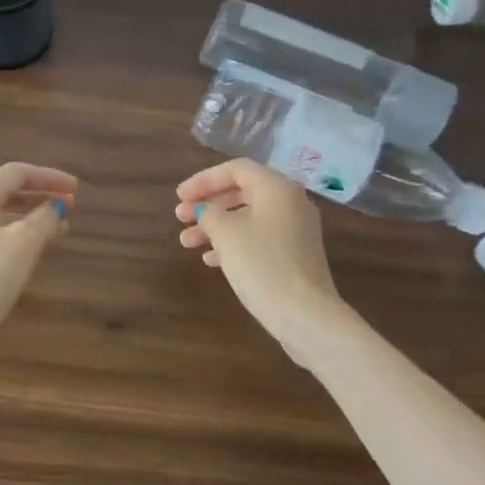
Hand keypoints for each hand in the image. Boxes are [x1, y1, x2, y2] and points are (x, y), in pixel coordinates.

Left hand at [0, 162, 76, 354]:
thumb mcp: (24, 244)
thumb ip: (45, 219)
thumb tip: (56, 207)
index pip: (17, 172)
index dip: (49, 176)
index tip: (75, 189)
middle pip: (6, 190)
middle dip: (40, 195)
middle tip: (70, 206)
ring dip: (30, 216)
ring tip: (58, 229)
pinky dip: (15, 234)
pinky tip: (32, 250)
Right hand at [175, 159, 345, 360]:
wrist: (305, 315)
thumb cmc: (262, 265)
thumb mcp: (226, 234)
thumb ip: (210, 213)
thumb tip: (206, 210)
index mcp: (277, 188)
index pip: (236, 169)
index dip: (203, 180)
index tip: (180, 197)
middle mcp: (291, 202)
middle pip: (242, 192)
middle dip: (208, 204)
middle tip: (180, 217)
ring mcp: (296, 230)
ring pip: (248, 217)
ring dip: (216, 226)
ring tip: (187, 242)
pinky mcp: (296, 255)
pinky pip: (259, 237)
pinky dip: (234, 242)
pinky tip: (211, 259)